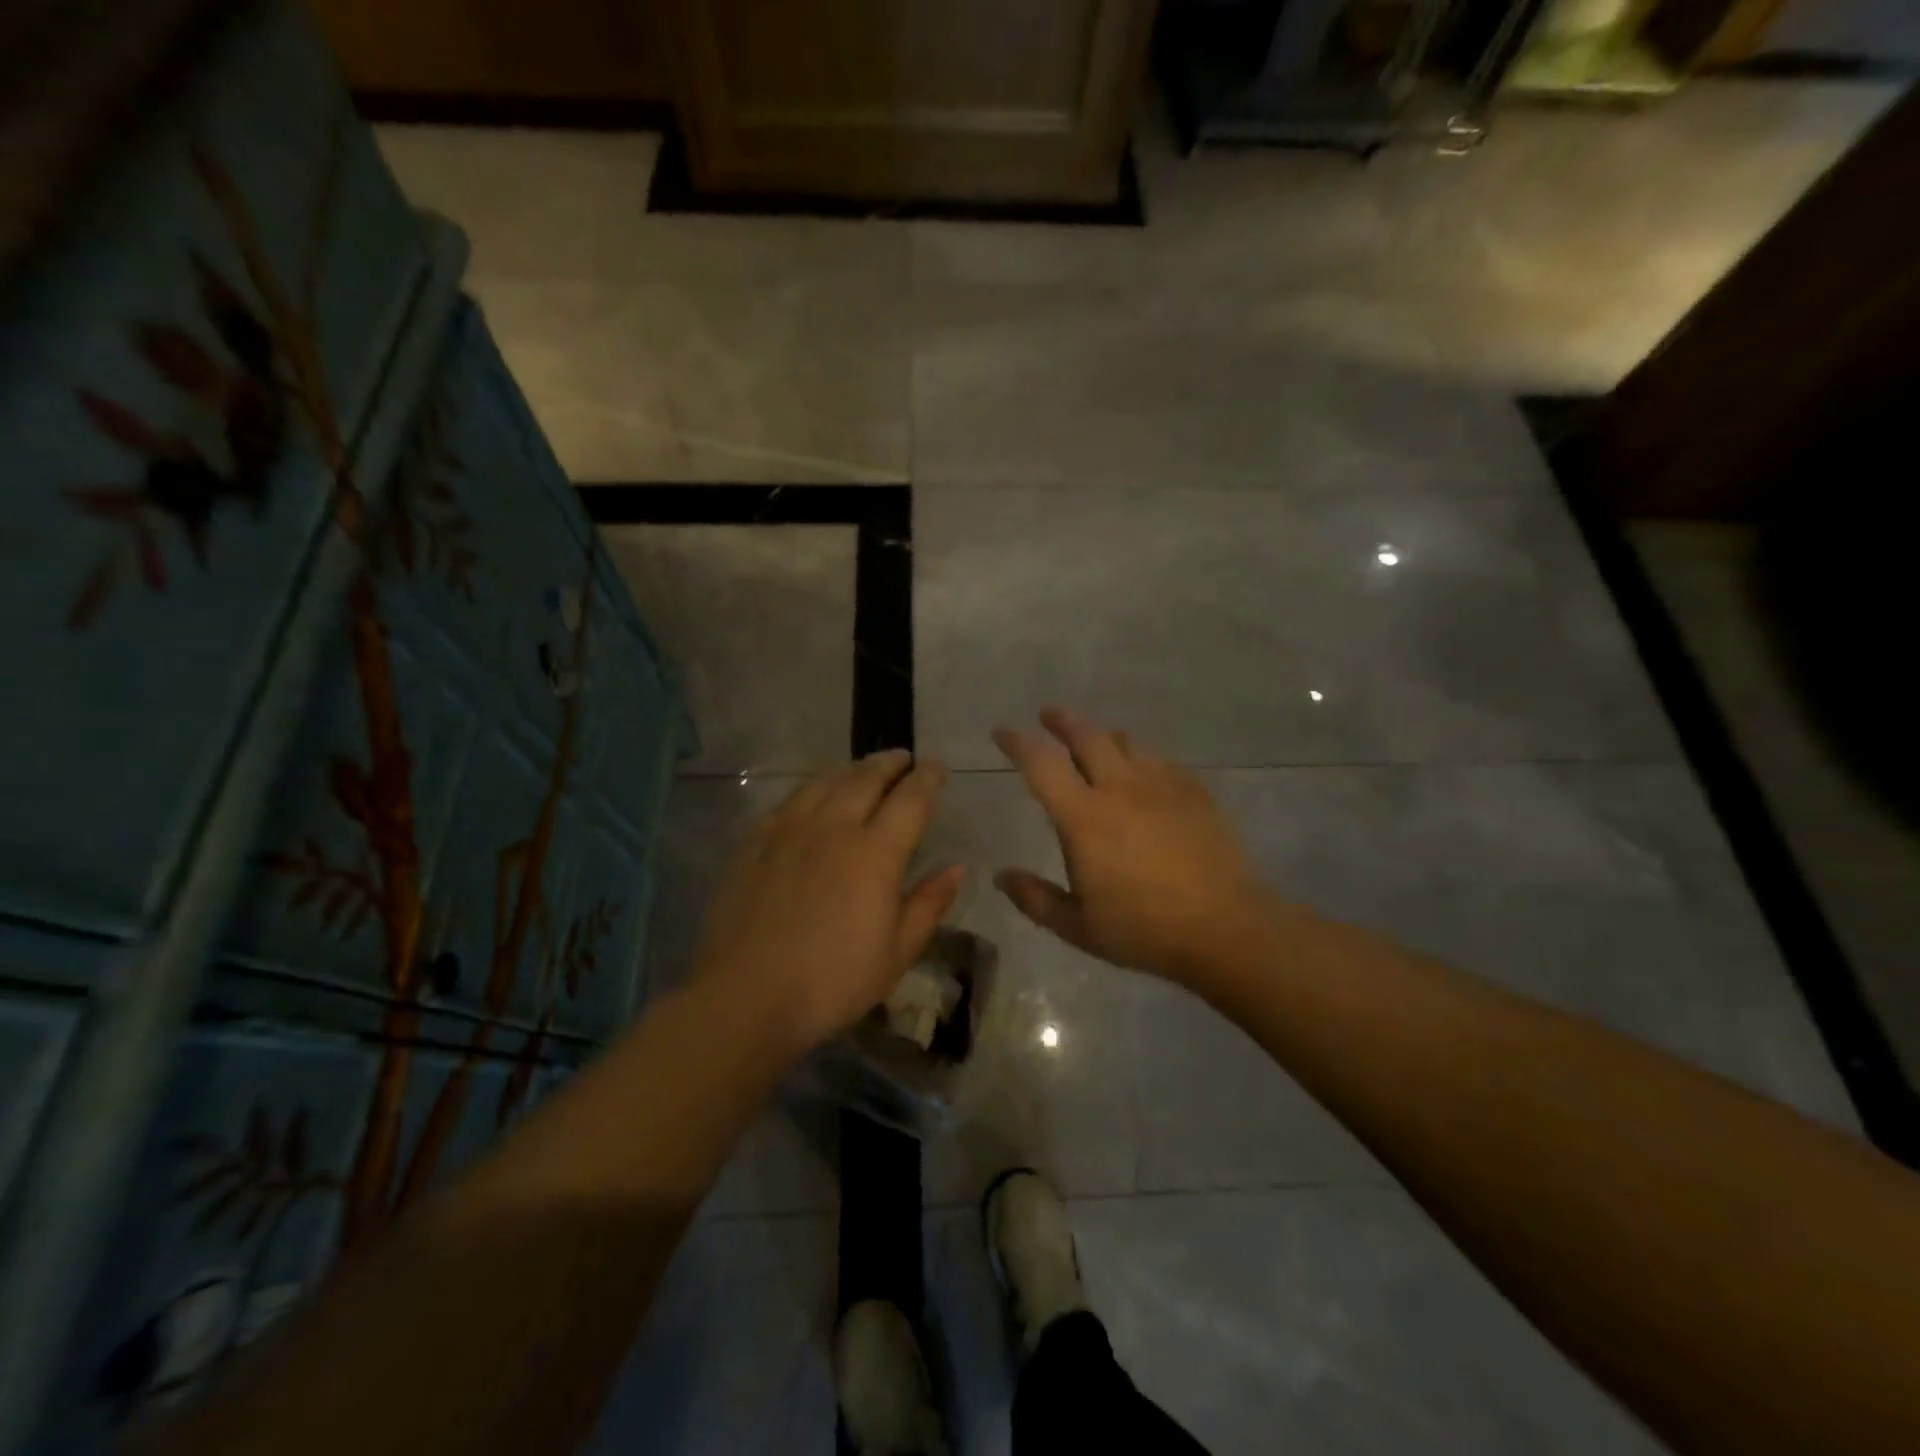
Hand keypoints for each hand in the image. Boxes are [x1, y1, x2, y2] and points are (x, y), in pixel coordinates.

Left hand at [688, 750, 964, 1060]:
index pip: (910, 799)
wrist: (746, 995)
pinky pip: (789, 800)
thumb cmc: (832, 981)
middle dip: (890, 763)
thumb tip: (957, 867)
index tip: (937, 768)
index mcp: (875, 853)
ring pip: (825, 782)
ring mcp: (789, 831)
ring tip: (862, 769)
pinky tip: (812, 796)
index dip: (927, 779)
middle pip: (866, 778)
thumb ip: (929, 904)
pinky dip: (811, 789)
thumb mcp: (897, 953)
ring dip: (850, 769)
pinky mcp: (755, 843)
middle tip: (903, 758)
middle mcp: (834, 827)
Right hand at [993, 708, 1273, 990]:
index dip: (1017, 743)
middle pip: (1086, 736)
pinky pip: (1160, 760)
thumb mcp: (1078, 927)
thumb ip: (1035, 899)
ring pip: (1126, 742)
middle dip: (1062, 720)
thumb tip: (1001, 876)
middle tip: (1048, 714)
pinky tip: (1144, 772)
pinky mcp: (1194, 791)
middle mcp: (1120, 788)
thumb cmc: (1144, 930)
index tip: (1002, 732)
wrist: (1226, 928)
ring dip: (1103, 736)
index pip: (1041, 765)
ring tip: (1096, 741)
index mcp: (1084, 818)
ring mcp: (1161, 785)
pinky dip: (1141, 757)